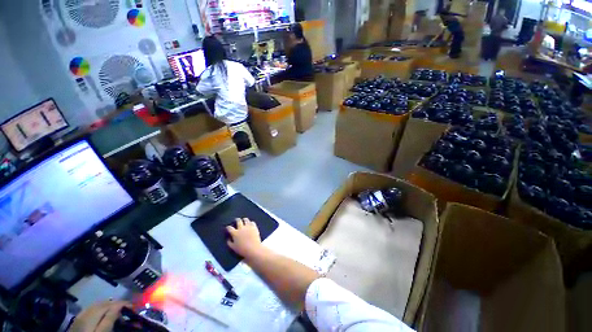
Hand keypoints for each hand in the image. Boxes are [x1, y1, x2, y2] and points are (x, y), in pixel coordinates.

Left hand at [70, 300, 129, 331]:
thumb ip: (109, 320)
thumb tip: (120, 306)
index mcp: (91, 315)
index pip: (109, 304)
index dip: (122, 303)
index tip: (133, 306)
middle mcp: (85, 312)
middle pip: (103, 303)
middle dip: (116, 304)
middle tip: (127, 309)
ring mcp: (80, 316)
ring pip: (97, 305)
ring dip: (109, 306)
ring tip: (118, 312)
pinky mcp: (78, 320)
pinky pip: (91, 309)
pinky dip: (100, 309)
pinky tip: (104, 315)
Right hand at [227, 218, 264, 258]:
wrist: (253, 249)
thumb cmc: (242, 250)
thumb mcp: (233, 248)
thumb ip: (229, 242)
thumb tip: (228, 239)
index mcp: (235, 233)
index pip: (230, 228)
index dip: (228, 227)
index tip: (228, 227)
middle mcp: (241, 228)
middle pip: (238, 221)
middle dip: (237, 220)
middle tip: (236, 220)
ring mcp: (248, 227)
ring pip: (246, 220)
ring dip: (244, 219)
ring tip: (244, 220)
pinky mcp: (254, 227)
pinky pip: (252, 222)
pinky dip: (251, 222)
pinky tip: (250, 223)